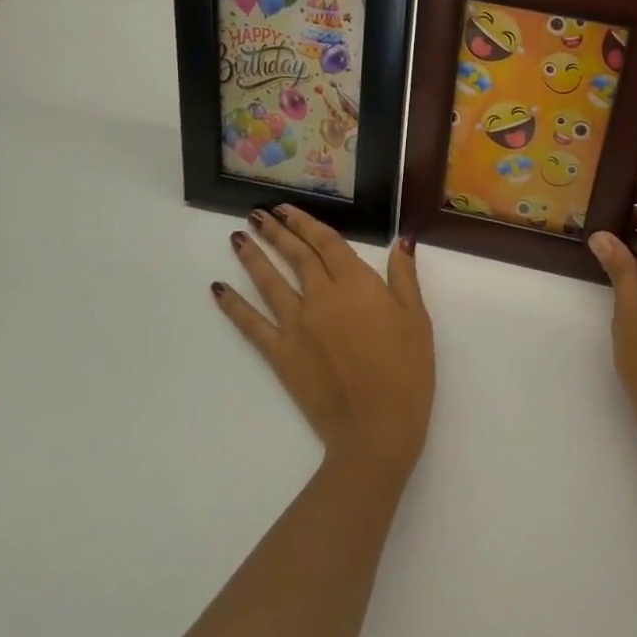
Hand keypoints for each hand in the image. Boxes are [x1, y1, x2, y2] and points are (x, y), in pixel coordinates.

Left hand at [213, 206, 434, 482]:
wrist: (376, 427)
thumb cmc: (406, 371)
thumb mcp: (417, 319)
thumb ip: (405, 277)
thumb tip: (402, 240)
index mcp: (356, 284)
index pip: (326, 243)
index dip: (306, 223)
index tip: (288, 209)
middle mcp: (320, 296)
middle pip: (295, 256)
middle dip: (277, 232)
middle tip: (258, 214)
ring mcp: (296, 325)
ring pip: (270, 282)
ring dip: (253, 257)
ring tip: (237, 237)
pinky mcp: (280, 354)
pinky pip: (251, 324)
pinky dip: (233, 305)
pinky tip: (219, 289)